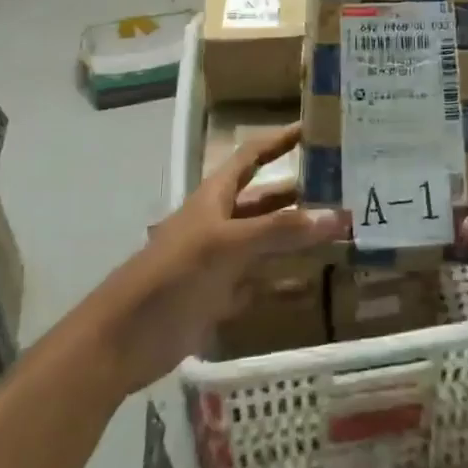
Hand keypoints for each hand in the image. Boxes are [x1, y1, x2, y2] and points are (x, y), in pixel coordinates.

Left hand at [102, 123, 345, 391]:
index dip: (279, 140)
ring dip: (298, 237)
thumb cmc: (172, 275)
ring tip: (341, 231)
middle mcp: (221, 222)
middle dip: (300, 192)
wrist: (122, 341)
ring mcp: (221, 261)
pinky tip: (315, 281)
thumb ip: (281, 230)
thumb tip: (338, 216)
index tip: (314, 127)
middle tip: (344, 187)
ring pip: (267, 241)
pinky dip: (286, 280)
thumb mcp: (227, 244)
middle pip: (266, 200)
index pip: (252, 156)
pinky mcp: (220, 296)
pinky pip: (262, 282)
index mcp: (215, 197)